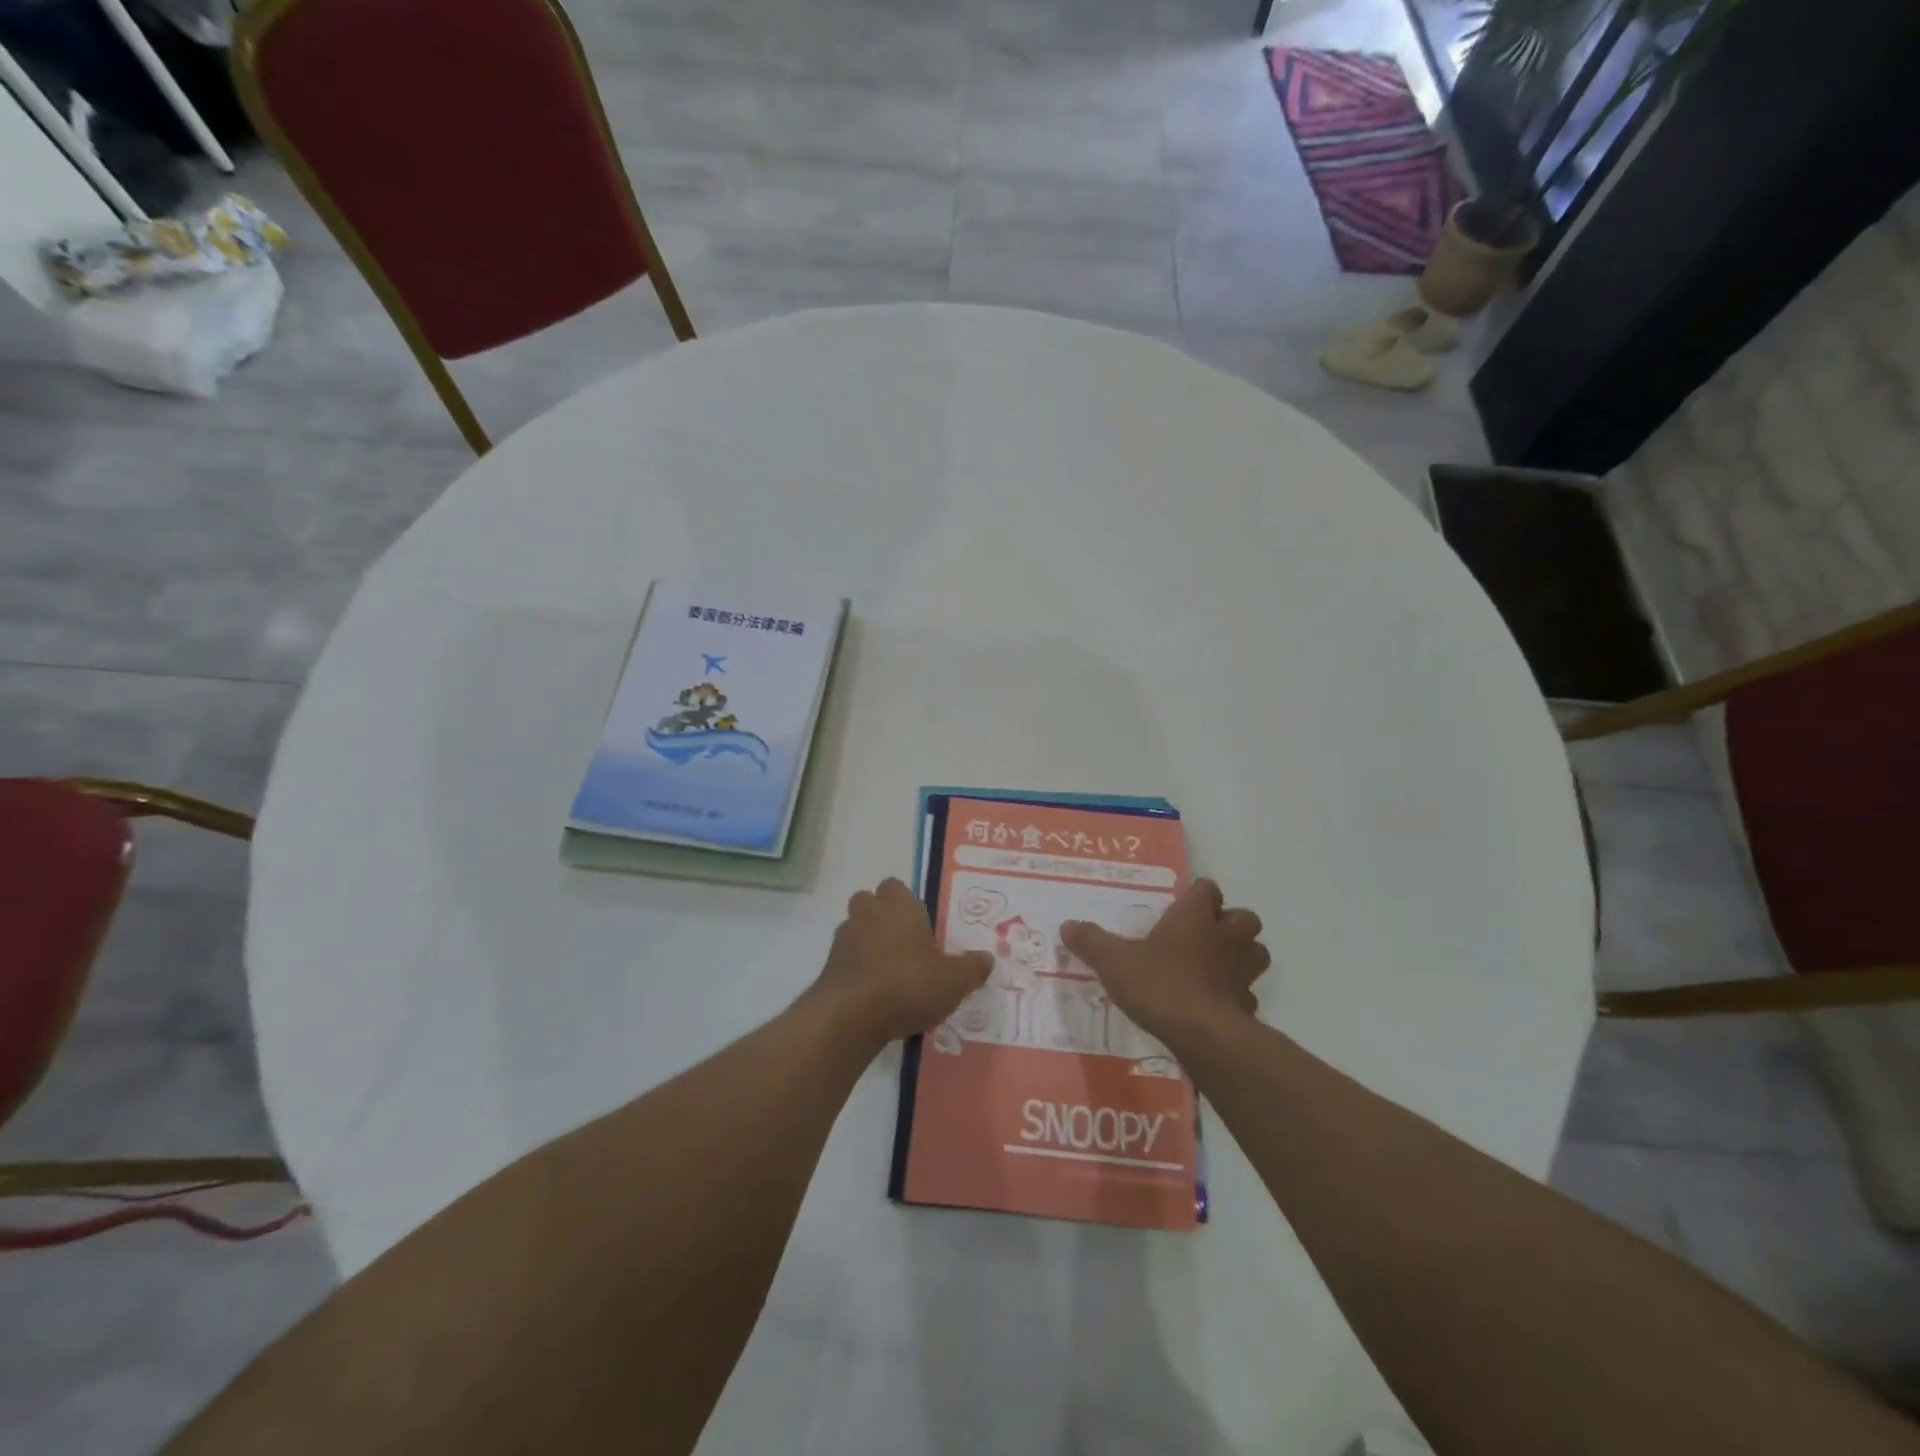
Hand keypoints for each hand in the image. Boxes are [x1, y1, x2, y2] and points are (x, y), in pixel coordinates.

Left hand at [810, 879, 991, 1044]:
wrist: (850, 1016)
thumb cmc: (908, 984)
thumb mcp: (953, 980)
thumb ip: (972, 967)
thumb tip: (987, 958)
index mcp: (898, 905)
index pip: (897, 886)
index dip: (907, 903)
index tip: (923, 925)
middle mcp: (868, 913)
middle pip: (871, 903)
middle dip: (884, 919)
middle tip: (907, 946)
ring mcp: (843, 938)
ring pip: (857, 930)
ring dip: (870, 945)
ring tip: (892, 974)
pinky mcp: (828, 966)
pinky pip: (847, 960)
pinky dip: (859, 971)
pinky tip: (876, 995)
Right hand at [1060, 879, 1268, 1050]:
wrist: (1202, 1034)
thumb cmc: (1159, 983)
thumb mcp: (1113, 961)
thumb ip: (1091, 941)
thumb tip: (1067, 926)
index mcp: (1195, 916)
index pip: (1207, 889)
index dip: (1198, 894)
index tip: (1182, 904)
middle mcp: (1225, 937)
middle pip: (1244, 917)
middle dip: (1229, 923)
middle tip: (1204, 934)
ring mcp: (1242, 972)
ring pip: (1256, 952)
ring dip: (1242, 955)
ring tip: (1216, 965)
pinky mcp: (1248, 1005)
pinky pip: (1247, 993)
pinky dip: (1237, 995)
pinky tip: (1216, 1004)